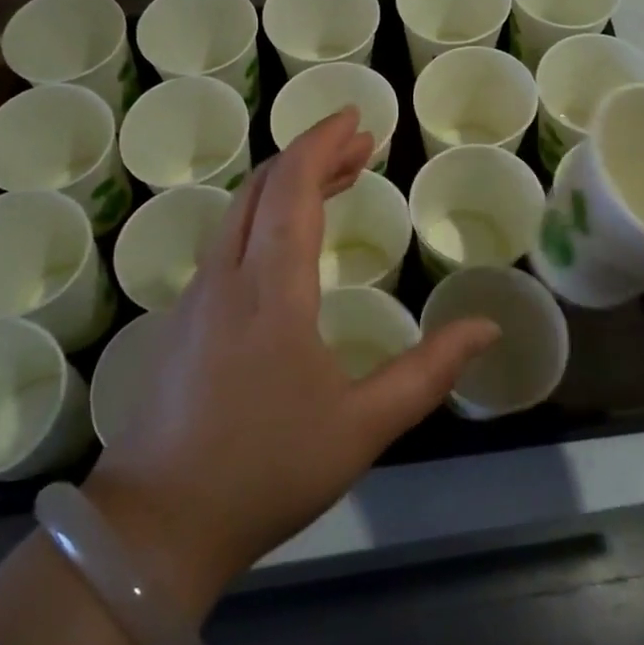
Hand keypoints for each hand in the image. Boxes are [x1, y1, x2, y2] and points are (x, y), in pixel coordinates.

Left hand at [85, 108, 498, 613]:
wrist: (157, 525)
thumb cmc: (267, 470)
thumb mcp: (362, 427)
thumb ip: (428, 372)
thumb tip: (486, 327)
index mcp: (272, 289)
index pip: (294, 187)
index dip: (324, 143)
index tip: (357, 119)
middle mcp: (228, 275)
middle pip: (265, 187)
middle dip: (313, 155)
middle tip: (360, 146)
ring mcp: (197, 296)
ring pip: (242, 211)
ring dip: (288, 185)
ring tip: (335, 181)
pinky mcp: (184, 319)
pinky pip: (228, 240)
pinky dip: (265, 216)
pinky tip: (288, 241)